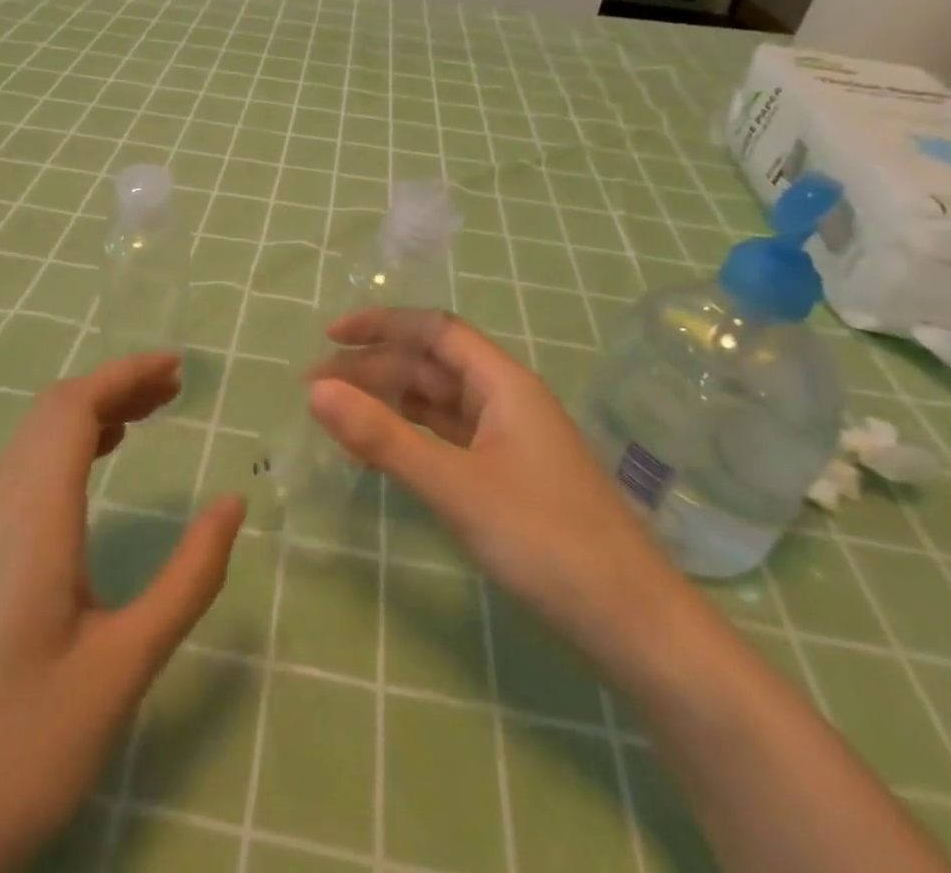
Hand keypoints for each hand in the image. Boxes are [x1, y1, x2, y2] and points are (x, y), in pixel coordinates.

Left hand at [0, 354, 245, 872]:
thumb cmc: (25, 748)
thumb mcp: (126, 666)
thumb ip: (187, 579)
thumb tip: (234, 503)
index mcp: (35, 523)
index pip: (72, 410)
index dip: (124, 375)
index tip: (179, 369)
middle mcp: (2, 512)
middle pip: (52, 412)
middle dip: (114, 384)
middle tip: (175, 387)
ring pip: (35, 438)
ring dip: (92, 410)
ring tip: (149, 412)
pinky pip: (27, 470)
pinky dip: (70, 443)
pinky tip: (100, 462)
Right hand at [312, 312, 950, 872]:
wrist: (635, 626)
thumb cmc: (547, 541)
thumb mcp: (456, 487)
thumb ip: (384, 438)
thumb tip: (316, 390)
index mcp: (504, 383)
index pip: (435, 330)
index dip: (383, 324)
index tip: (330, 337)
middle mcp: (508, 400)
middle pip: (433, 366)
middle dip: (375, 368)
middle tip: (317, 387)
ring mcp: (511, 440)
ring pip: (440, 403)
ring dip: (391, 401)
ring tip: (339, 412)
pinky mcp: (510, 477)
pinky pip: (450, 437)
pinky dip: (413, 434)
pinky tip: (386, 448)